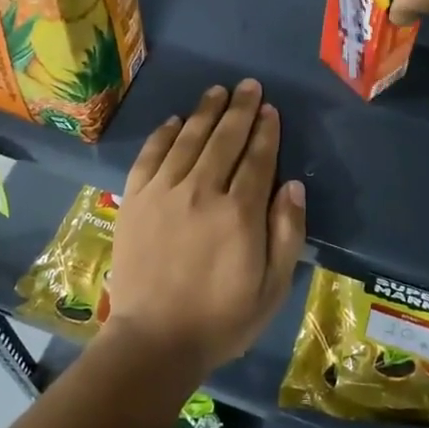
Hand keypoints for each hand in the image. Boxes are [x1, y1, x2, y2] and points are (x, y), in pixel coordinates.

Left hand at [104, 80, 307, 378]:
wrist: (153, 341)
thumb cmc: (221, 319)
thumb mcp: (272, 288)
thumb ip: (287, 232)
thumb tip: (293, 184)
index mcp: (239, 213)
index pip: (257, 158)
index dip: (266, 131)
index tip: (270, 109)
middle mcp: (202, 191)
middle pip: (224, 139)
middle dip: (240, 109)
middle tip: (249, 86)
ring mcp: (164, 192)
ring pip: (189, 139)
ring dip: (206, 112)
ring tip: (217, 91)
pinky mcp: (135, 199)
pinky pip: (151, 155)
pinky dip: (164, 134)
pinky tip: (175, 120)